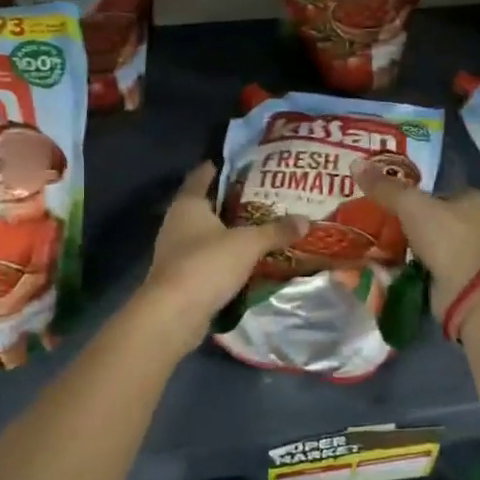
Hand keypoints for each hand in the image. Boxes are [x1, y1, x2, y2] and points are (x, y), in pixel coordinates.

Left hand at [138, 163, 306, 344]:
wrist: (173, 314)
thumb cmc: (206, 265)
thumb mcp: (248, 244)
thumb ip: (276, 231)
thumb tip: (306, 220)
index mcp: (188, 204)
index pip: (203, 175)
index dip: (222, 167)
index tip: (247, 164)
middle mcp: (177, 222)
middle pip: (207, 204)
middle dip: (233, 201)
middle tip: (265, 196)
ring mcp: (176, 251)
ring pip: (207, 233)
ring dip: (229, 232)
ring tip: (261, 227)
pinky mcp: (181, 276)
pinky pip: (207, 258)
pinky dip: (225, 257)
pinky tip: (248, 260)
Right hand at [358, 174, 479, 317]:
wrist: (466, 291)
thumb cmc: (446, 237)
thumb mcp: (411, 205)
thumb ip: (385, 188)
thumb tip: (356, 164)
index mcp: (472, 200)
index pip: (440, 188)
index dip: (416, 189)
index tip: (388, 192)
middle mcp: (473, 225)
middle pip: (433, 216)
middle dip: (407, 218)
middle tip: (375, 216)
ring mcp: (465, 254)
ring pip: (427, 242)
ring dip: (405, 243)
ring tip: (373, 238)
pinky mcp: (453, 279)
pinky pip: (423, 266)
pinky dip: (407, 265)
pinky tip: (384, 262)